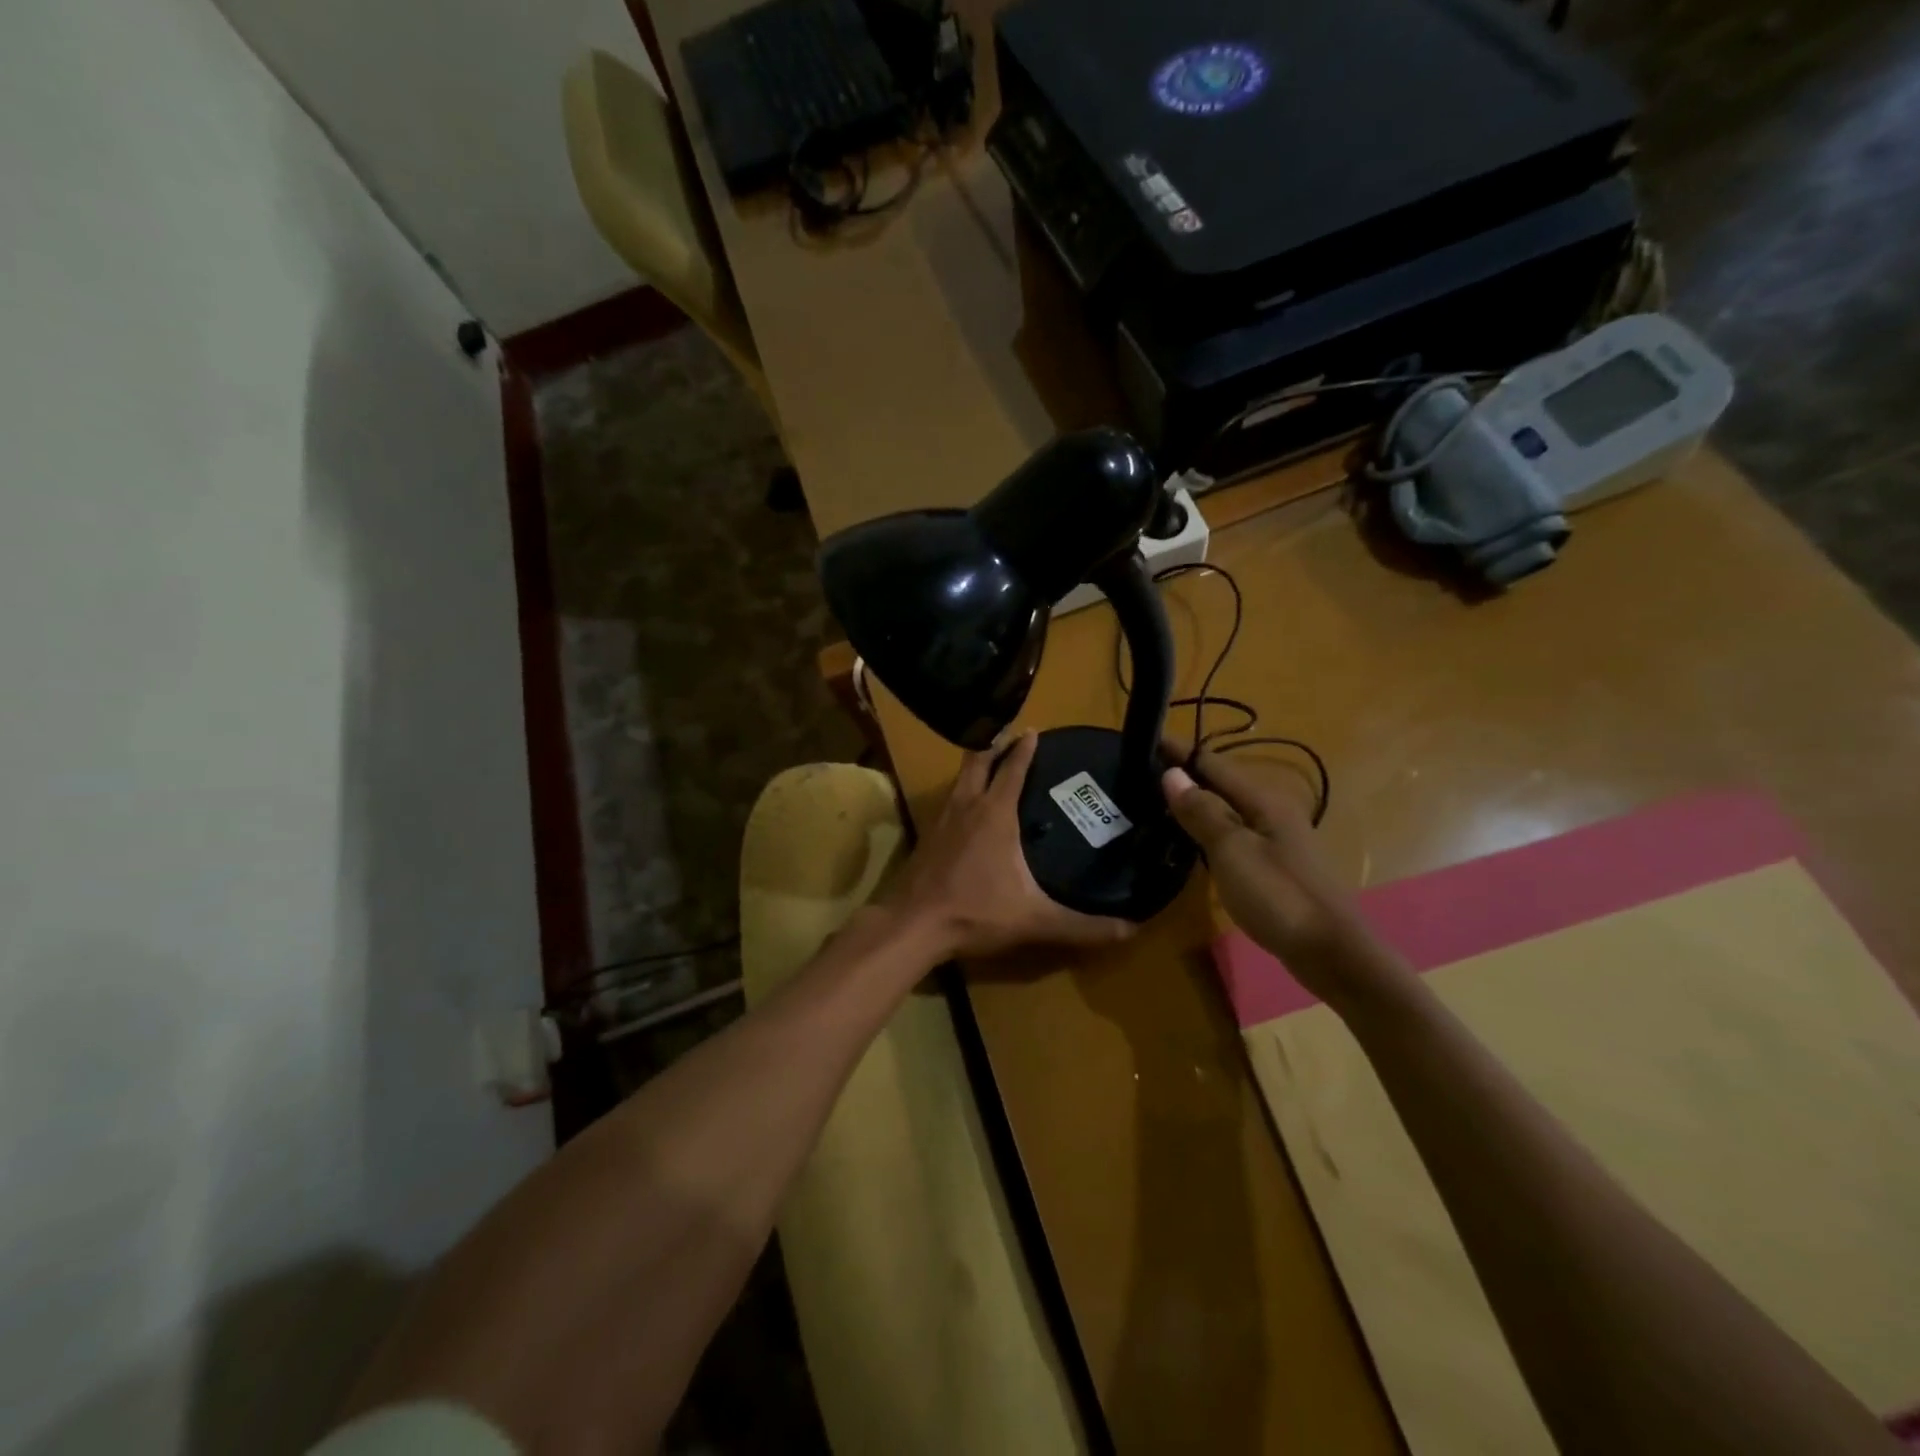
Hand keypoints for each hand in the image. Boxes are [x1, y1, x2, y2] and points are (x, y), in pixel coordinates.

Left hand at [891, 731, 1136, 960]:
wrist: (913, 924)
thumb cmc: (976, 911)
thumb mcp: (1035, 919)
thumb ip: (1083, 926)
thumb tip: (1132, 930)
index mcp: (994, 814)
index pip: (1012, 769)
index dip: (1023, 749)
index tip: (1033, 730)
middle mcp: (966, 806)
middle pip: (978, 762)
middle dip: (995, 745)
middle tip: (1010, 735)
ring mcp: (941, 820)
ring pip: (959, 779)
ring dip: (975, 765)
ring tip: (989, 762)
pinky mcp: (926, 837)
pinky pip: (948, 801)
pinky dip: (961, 791)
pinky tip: (966, 809)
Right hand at [1162, 744, 1384, 1003]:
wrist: (1331, 953)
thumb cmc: (1279, 897)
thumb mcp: (1232, 851)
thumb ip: (1202, 812)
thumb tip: (1172, 774)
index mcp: (1264, 801)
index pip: (1214, 764)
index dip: (1180, 752)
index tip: (1146, 740)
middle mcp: (1273, 813)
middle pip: (1222, 784)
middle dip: (1186, 775)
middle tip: (1144, 773)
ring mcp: (1277, 841)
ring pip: (1228, 810)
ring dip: (1196, 802)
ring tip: (1158, 802)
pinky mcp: (1275, 866)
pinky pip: (1234, 834)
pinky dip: (1208, 829)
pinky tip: (1190, 841)